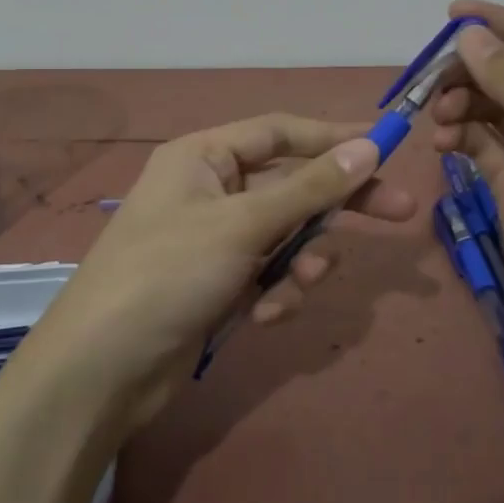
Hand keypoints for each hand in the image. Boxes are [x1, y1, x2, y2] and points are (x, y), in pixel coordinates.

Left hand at [26, 114, 417, 432]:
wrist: (103, 368)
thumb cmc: (169, 273)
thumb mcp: (243, 224)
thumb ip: (309, 188)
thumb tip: (368, 147)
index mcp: (203, 157)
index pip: (279, 133)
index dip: (332, 137)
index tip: (385, 146)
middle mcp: (209, 190)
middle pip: (290, 185)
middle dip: (337, 205)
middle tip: (400, 214)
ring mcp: (214, 240)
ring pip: (284, 237)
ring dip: (300, 261)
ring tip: (300, 283)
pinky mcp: (218, 284)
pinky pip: (268, 275)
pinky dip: (274, 293)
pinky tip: (262, 317)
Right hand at [429, 0, 503, 365]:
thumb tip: (470, 36)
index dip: (503, 25)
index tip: (452, 13)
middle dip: (474, 71)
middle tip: (430, 75)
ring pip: (495, 111)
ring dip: (463, 105)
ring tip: (437, 116)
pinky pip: (483, 147)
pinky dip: (461, 137)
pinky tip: (441, 141)